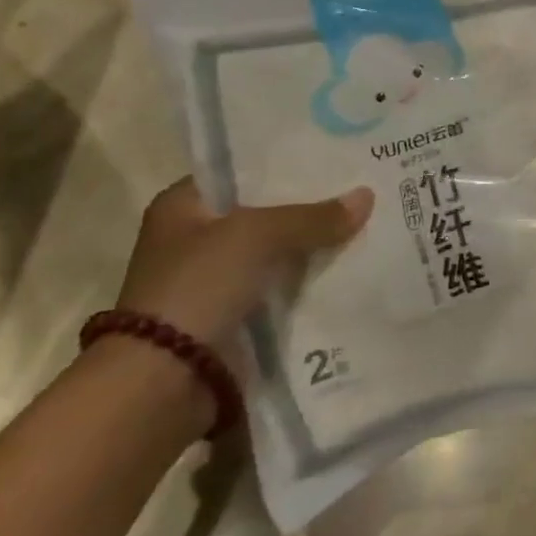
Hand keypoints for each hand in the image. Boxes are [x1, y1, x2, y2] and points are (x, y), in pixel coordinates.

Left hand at [116, 178, 374, 351]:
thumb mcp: (258, 235)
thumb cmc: (199, 285)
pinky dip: (311, 282)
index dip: (286, 163)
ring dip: (314, 246)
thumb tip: (366, 196)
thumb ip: (313, 216)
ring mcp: (215, 281)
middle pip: (265, 213)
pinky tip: (352, 266)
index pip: (242, 171)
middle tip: (361, 188)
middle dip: (310, 206)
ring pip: (278, 252)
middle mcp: (195, 239)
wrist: (166, 378)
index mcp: (181, 206)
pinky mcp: (235, 316)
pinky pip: (283, 288)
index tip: (333, 158)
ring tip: (369, 223)